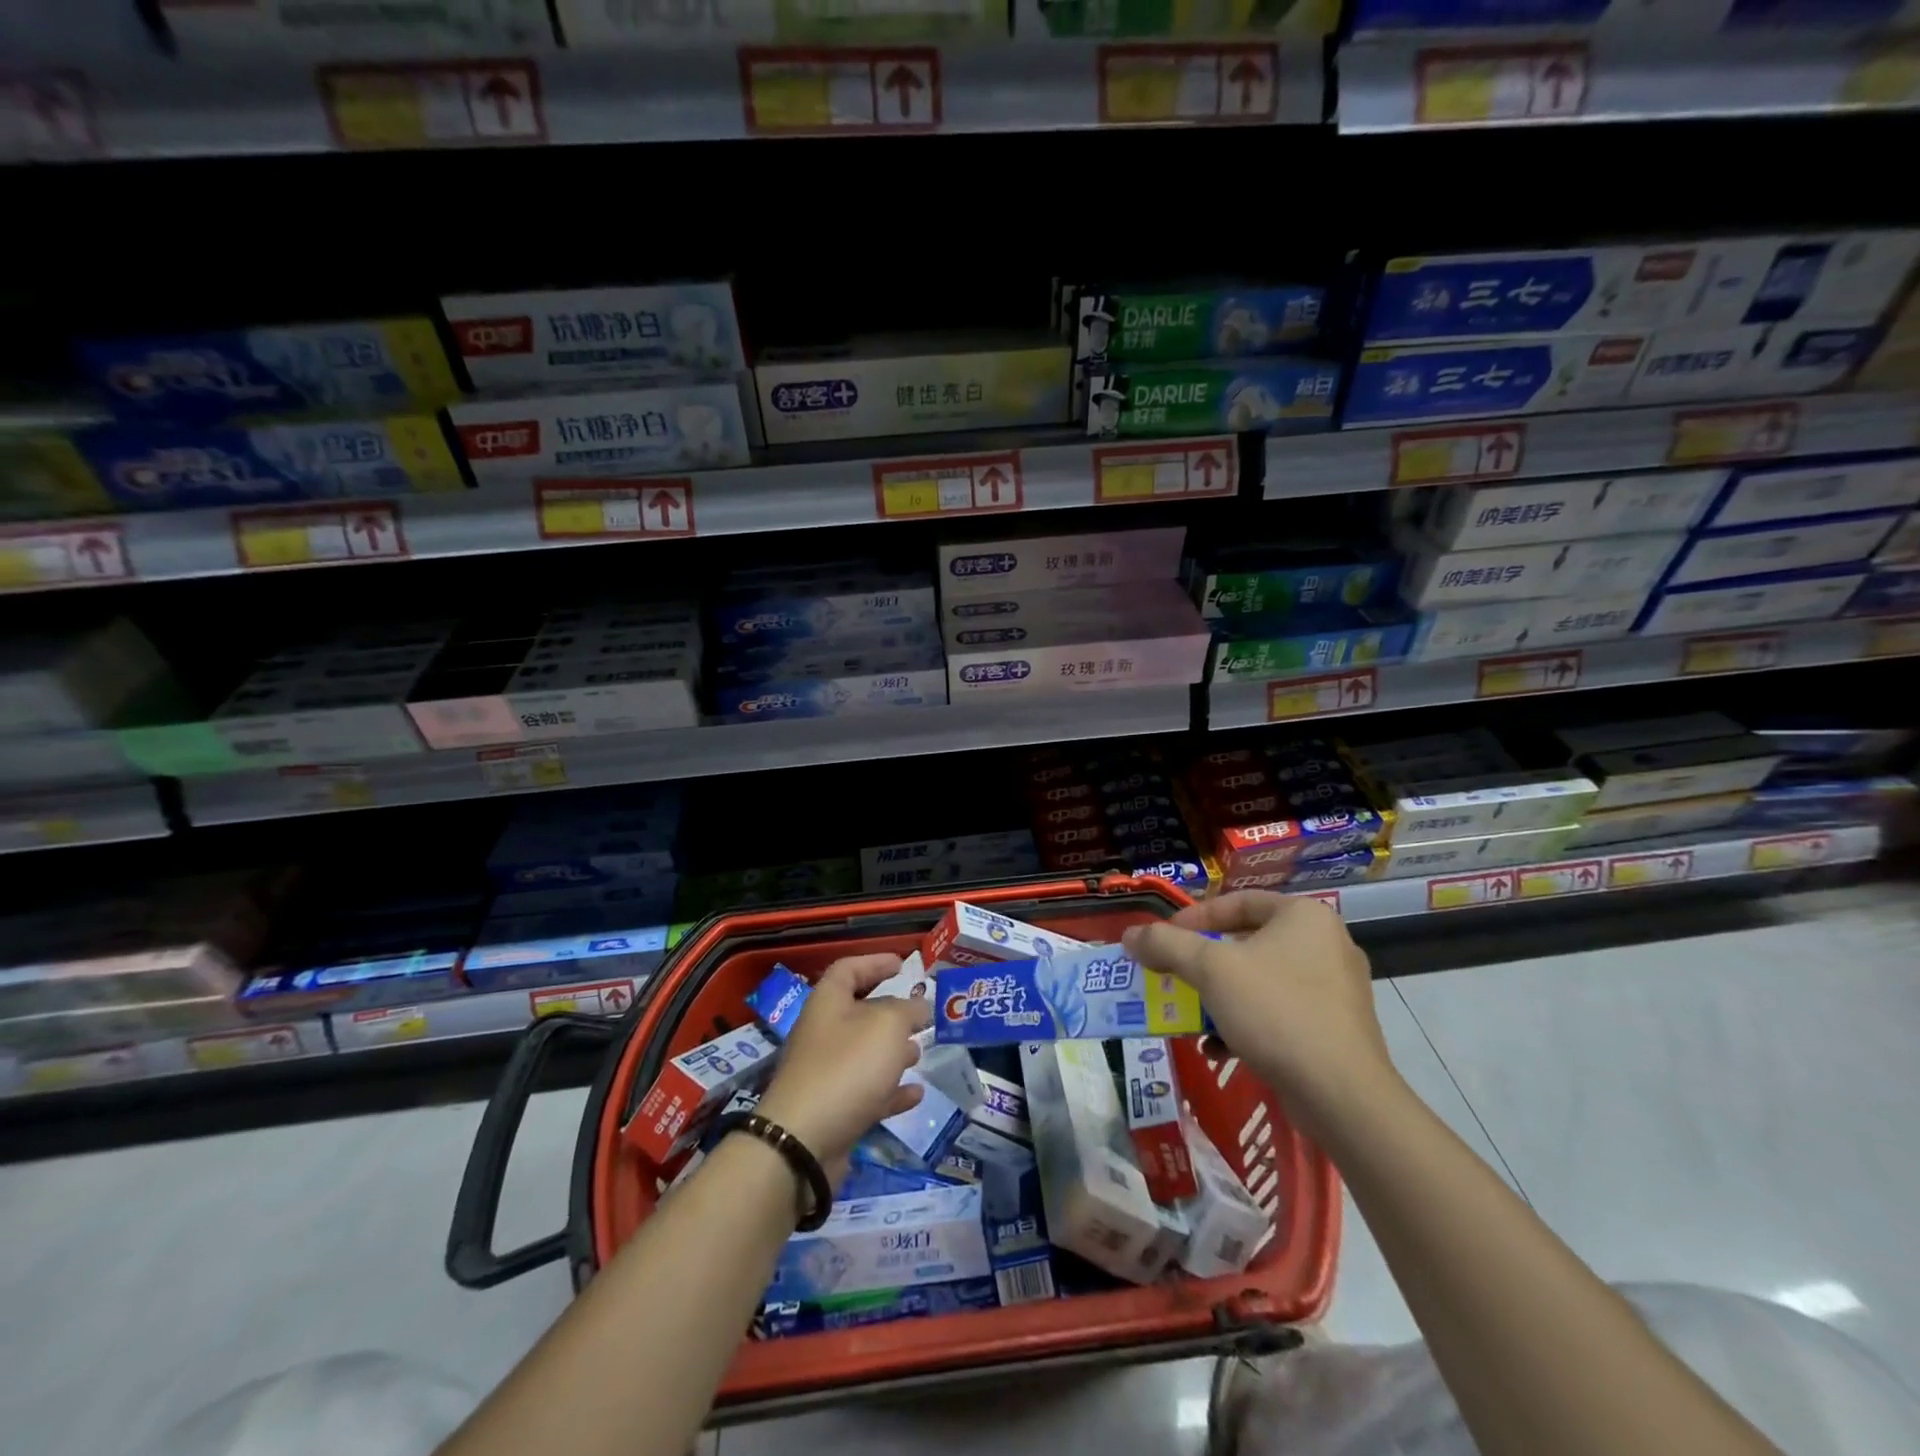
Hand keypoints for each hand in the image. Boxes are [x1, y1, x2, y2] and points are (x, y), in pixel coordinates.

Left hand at [754, 954, 929, 1180]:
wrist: (803, 1143)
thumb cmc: (847, 1067)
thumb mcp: (888, 1026)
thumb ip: (908, 1010)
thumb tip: (919, 1006)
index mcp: (828, 1003)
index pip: (848, 968)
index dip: (874, 962)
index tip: (901, 964)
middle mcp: (823, 1033)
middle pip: (858, 1012)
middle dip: (891, 1012)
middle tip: (920, 1014)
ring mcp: (826, 1074)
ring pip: (864, 1054)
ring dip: (893, 1052)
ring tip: (920, 1053)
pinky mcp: (833, 1110)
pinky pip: (867, 1093)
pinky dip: (892, 1091)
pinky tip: (916, 1094)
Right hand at [1121, 892, 1396, 1135]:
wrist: (1342, 1096)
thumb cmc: (1275, 1011)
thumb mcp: (1210, 970)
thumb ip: (1166, 945)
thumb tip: (1130, 935)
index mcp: (1304, 916)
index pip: (1238, 901)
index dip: (1194, 917)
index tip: (1164, 939)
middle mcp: (1326, 943)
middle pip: (1247, 942)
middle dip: (1203, 963)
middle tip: (1173, 975)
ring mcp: (1337, 989)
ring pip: (1261, 980)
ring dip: (1220, 996)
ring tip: (1191, 1014)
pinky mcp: (1337, 1029)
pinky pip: (1280, 1012)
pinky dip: (1246, 1023)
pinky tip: (1218, 1047)